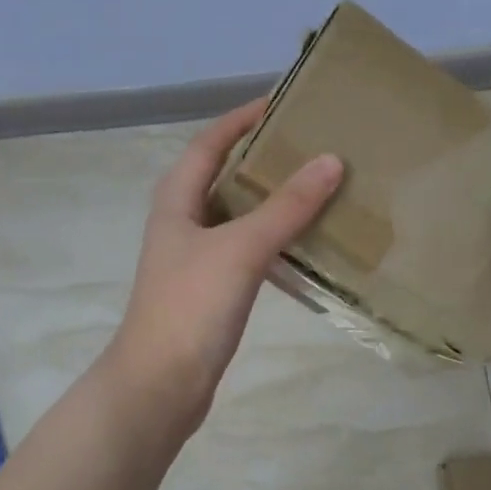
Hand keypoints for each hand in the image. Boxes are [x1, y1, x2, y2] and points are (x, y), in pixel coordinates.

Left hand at [102, 98, 344, 437]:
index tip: (282, 103)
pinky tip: (306, 242)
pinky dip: (275, 238)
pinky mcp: (212, 288)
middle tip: (312, 144)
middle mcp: (183, 221)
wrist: (160, 386)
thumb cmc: (191, 306)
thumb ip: (286, 206)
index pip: (210, 143)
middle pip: (225, 175)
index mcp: (177, 198)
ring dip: (273, 199)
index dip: (242, 119)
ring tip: (319, 186)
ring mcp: (196, 257)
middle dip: (264, 157)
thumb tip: (330, 160)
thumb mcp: (241, 248)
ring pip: (239, 214)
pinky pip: (248, 249)